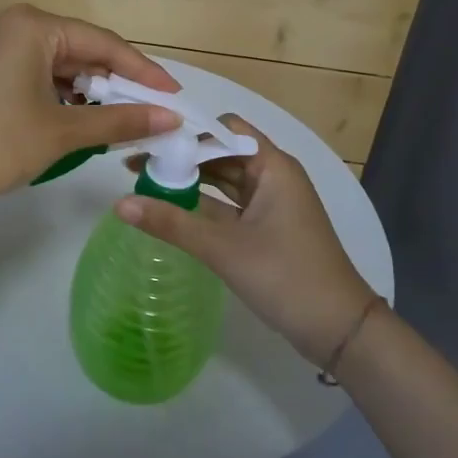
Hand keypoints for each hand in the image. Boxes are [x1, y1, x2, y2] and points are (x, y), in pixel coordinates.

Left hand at [0, 4, 180, 211]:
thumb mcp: (62, 132)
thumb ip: (119, 120)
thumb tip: (170, 118)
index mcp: (33, 26)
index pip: (104, 43)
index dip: (142, 71)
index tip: (173, 95)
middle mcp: (12, 25)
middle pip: (80, 50)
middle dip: (114, 83)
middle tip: (149, 110)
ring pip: (57, 65)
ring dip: (87, 92)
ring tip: (117, 119)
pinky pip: (34, 75)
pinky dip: (59, 96)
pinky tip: (76, 119)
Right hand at [115, 116, 376, 366]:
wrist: (338, 329)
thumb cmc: (285, 276)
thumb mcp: (224, 248)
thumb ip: (171, 223)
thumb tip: (119, 202)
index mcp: (272, 166)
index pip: (224, 129)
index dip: (188, 130)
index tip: (148, 136)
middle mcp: (273, 176)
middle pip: (221, 152)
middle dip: (182, 156)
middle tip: (135, 160)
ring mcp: (271, 203)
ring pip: (224, 181)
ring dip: (190, 180)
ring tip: (143, 181)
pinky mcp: (266, 228)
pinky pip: (229, 206)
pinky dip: (202, 205)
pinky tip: (169, 209)